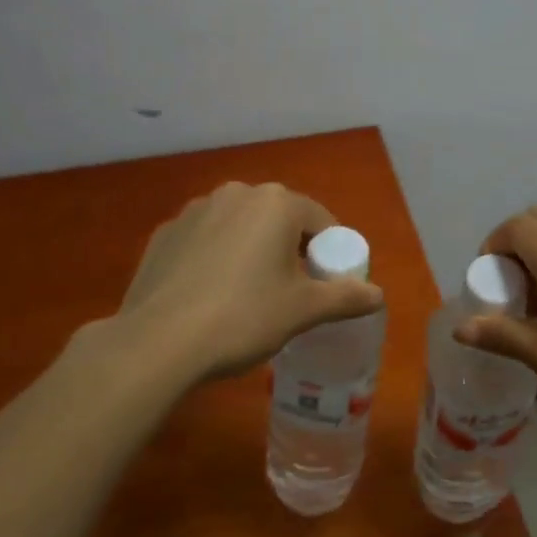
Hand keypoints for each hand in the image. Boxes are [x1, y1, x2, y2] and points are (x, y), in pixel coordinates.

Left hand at [98, 181, 384, 384]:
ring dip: (252, 251)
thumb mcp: (303, 310)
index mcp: (276, 203)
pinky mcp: (164, 235)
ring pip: (240, 228)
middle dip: (290, 250)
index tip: (325, 286)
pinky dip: (216, 259)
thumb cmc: (244, 317)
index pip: (320, 221)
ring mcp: (194, 211)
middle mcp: (236, 194)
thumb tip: (378, 296)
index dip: (329, 254)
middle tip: (291, 293)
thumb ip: (345, 297)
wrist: (158, 343)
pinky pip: (205, 241)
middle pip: (279, 220)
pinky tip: (210, 296)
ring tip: (247, 296)